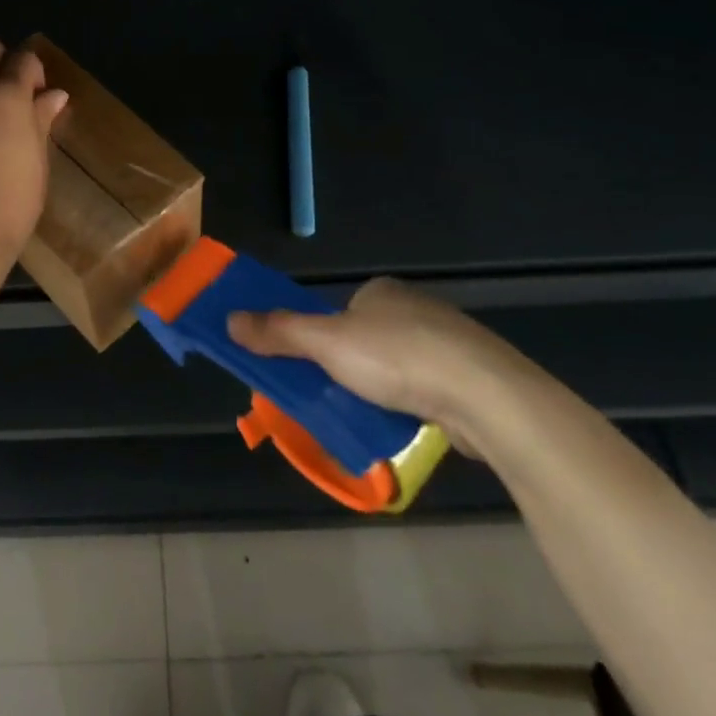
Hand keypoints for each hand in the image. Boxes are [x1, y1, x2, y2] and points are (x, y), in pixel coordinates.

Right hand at [228, 279, 536, 445]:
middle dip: (350, 368)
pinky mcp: (472, 376)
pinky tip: (407, 423)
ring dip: (380, 390)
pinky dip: (411, 404)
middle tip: (335, 398)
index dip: (321, 339)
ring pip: (397, 366)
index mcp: (382, 292)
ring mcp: (450, 342)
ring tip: (370, 416)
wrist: (486, 396)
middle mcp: (416, 308)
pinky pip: (427, 388)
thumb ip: (279, 332)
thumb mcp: (326, 344)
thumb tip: (229, 320)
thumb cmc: (399, 359)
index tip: (313, 369)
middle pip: (366, 339)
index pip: (340, 311)